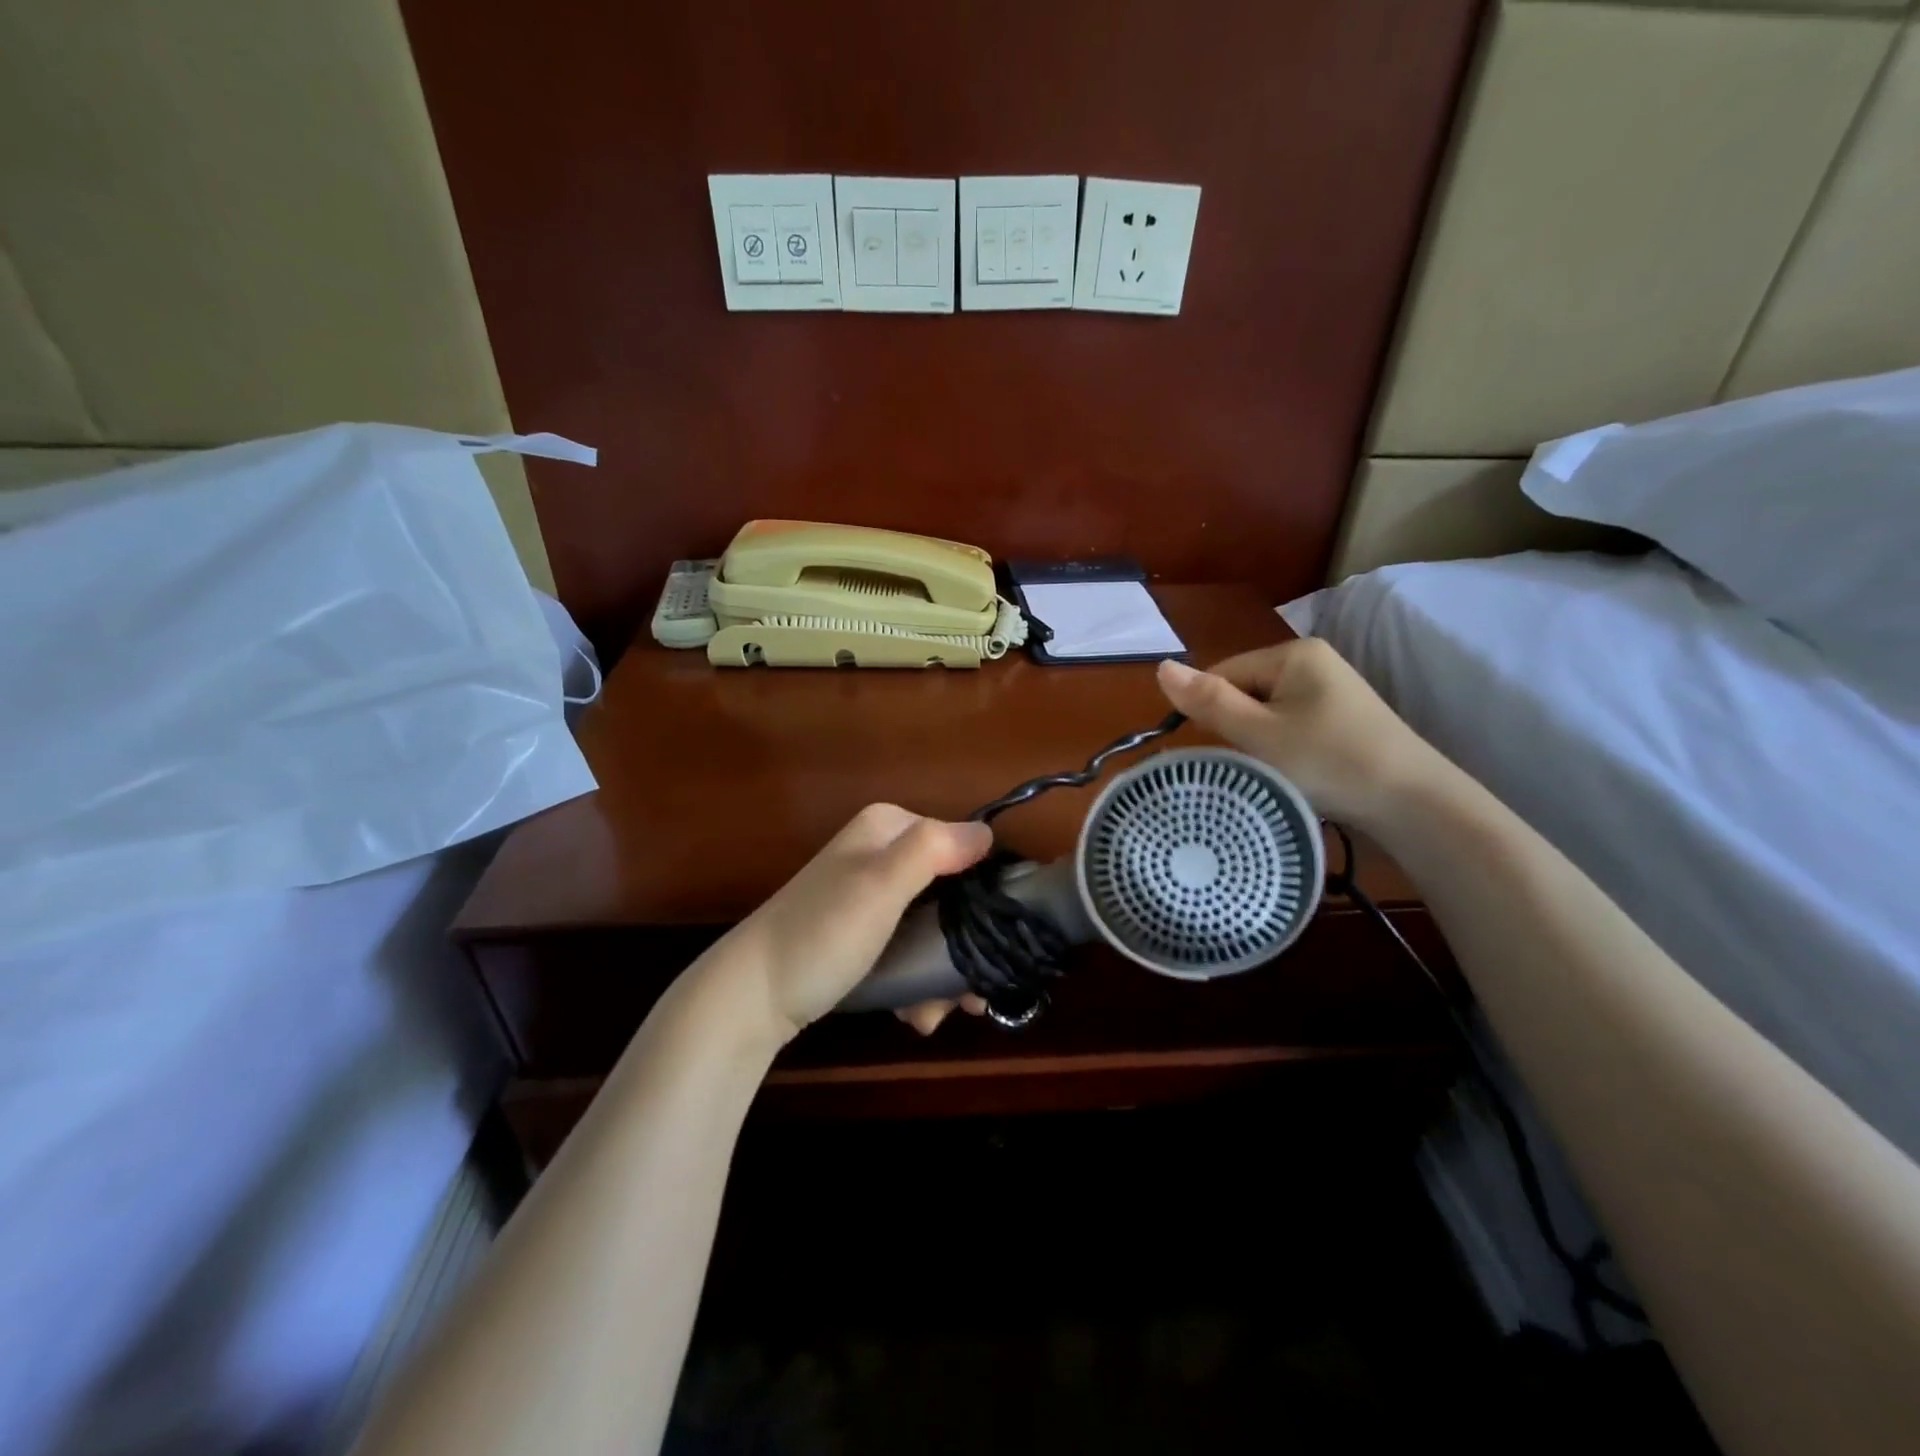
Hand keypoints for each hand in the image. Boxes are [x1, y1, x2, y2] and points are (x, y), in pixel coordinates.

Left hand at [706, 804, 992, 1047]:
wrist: (752, 996)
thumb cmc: (822, 934)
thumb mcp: (880, 886)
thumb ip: (933, 851)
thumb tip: (988, 833)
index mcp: (889, 828)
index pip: (962, 847)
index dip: (985, 893)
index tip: (997, 945)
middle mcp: (883, 854)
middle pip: (951, 894)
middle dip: (963, 948)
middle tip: (970, 996)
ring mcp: (872, 895)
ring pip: (934, 928)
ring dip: (942, 974)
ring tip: (935, 1014)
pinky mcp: (863, 933)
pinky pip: (909, 948)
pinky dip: (917, 981)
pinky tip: (915, 1014)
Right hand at [1155, 642, 1434, 827]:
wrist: (1414, 803)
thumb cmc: (1327, 761)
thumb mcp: (1258, 733)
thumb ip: (1208, 701)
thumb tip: (1159, 666)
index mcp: (1293, 653)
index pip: (1223, 673)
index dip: (1212, 711)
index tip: (1226, 749)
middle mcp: (1315, 661)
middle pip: (1246, 691)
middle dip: (1239, 728)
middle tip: (1256, 763)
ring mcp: (1334, 690)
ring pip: (1268, 713)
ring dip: (1261, 742)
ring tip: (1276, 772)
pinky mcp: (1346, 718)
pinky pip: (1293, 725)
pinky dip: (1286, 749)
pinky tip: (1298, 773)